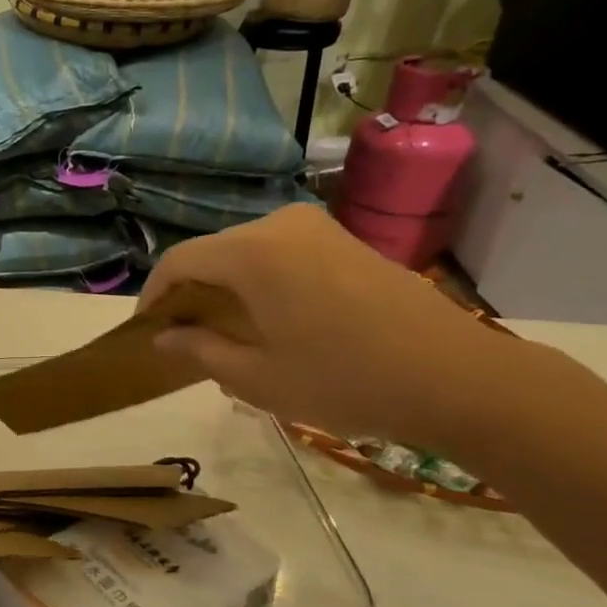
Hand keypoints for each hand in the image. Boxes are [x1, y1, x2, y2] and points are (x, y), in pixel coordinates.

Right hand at [139, 204, 526, 450]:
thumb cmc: (345, 380)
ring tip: (226, 333)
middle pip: (213, 253)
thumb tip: (163, 336)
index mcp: (251, 253)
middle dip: (190, 292)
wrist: (459, 378)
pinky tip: (272, 320)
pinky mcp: (346, 242)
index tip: (146, 330)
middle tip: (184, 337)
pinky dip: (261, 281)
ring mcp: (318, 229)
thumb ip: (199, 350)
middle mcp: (279, 226)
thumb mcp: (258, 378)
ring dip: (226, 288)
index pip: (179, 262)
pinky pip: (282, 253)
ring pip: (247, 252)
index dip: (153, 295)